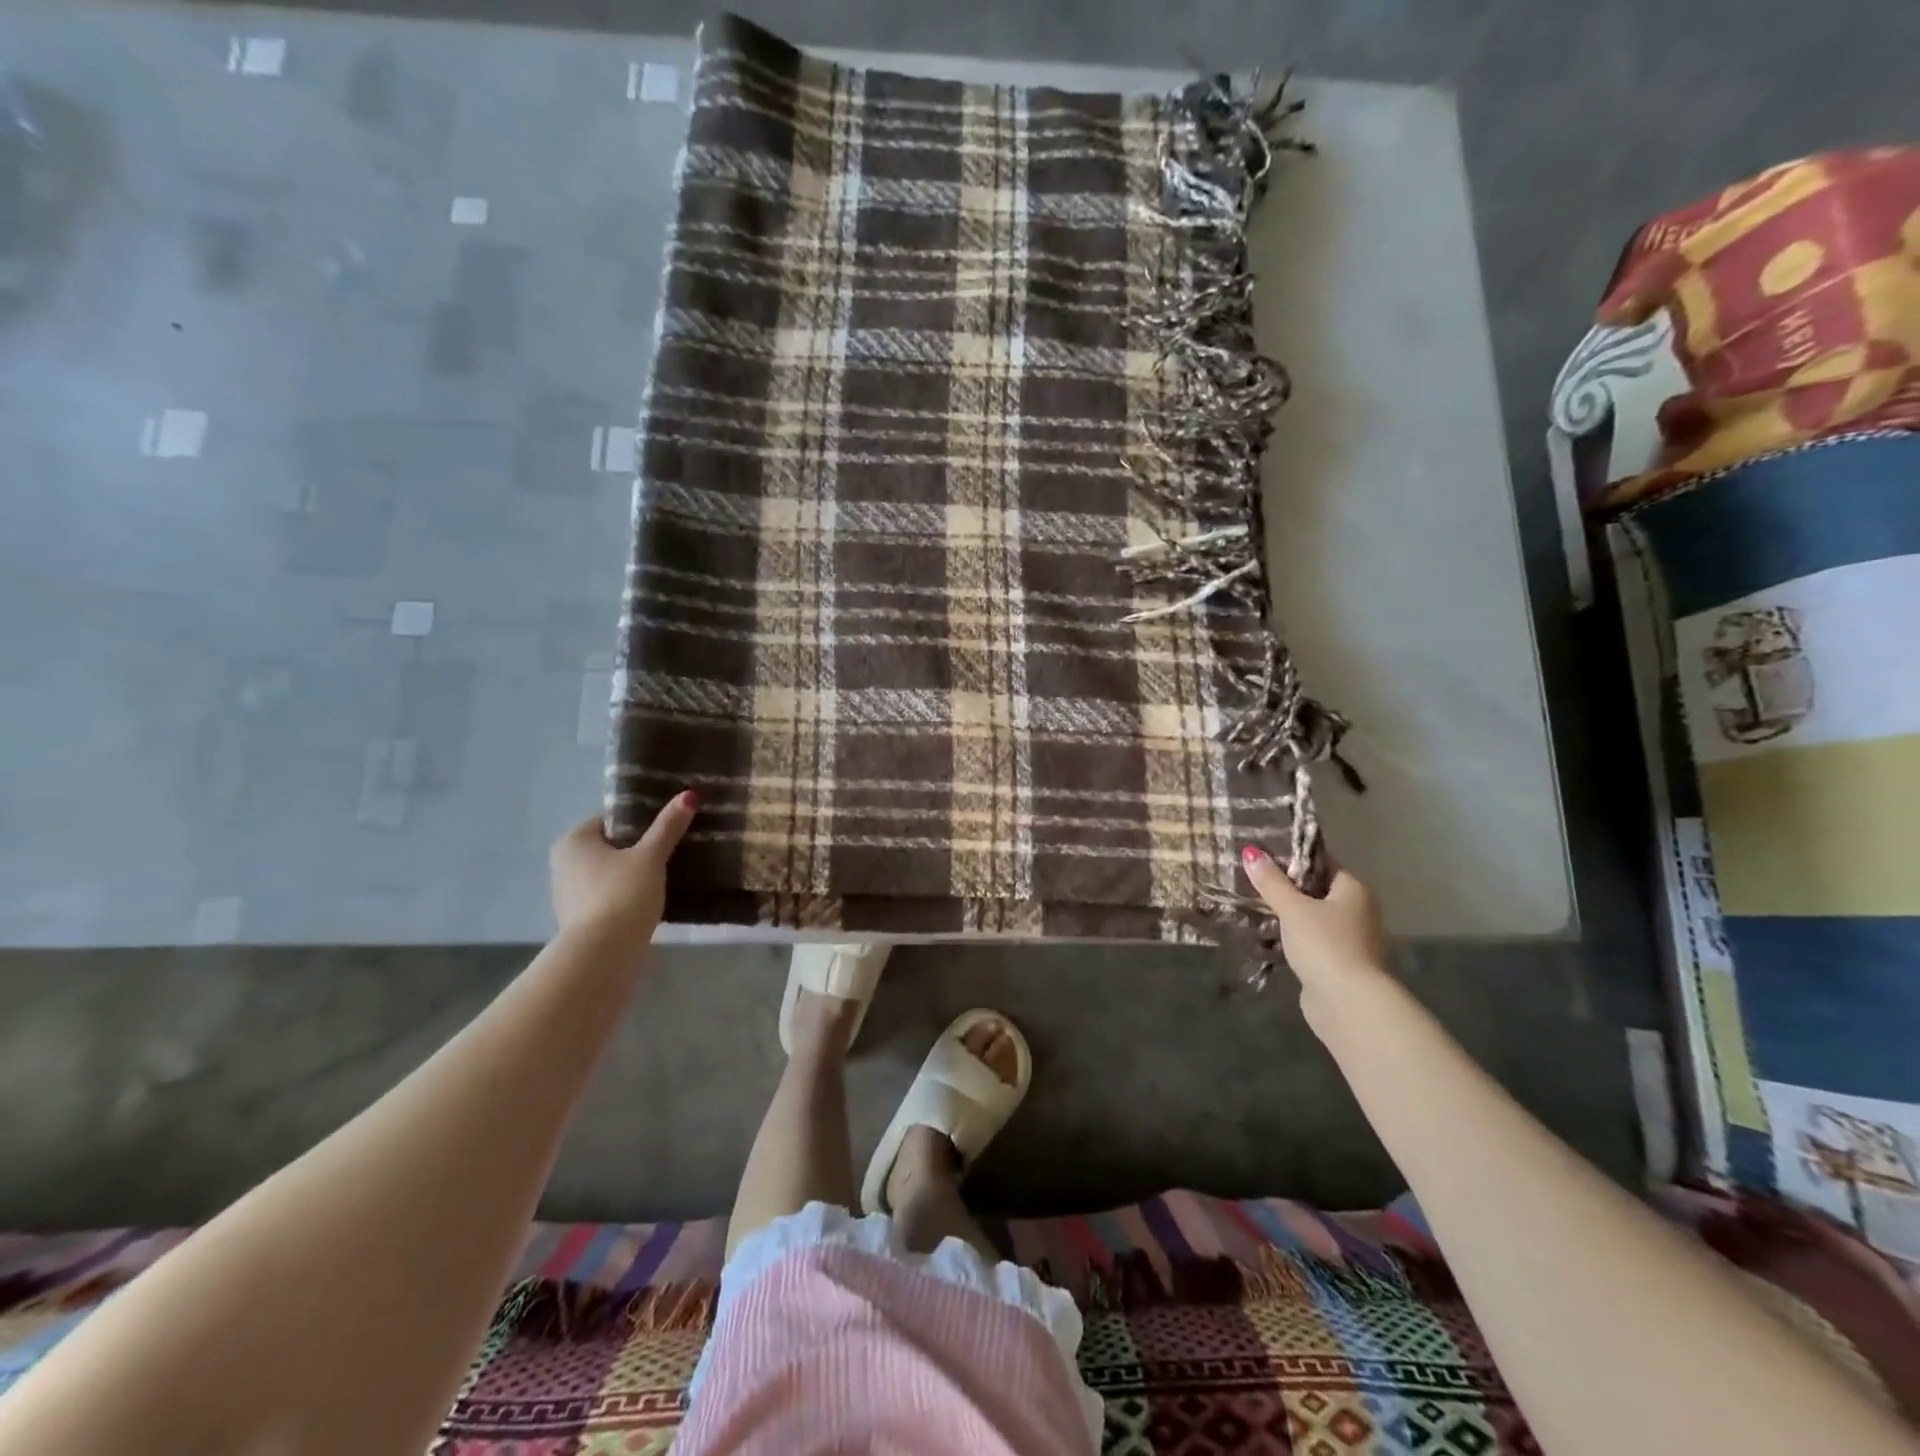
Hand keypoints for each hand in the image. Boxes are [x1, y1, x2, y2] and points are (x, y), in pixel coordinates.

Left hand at [550, 791, 697, 938]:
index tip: (668, 824)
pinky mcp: (581, 920)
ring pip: (611, 872)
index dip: (640, 819)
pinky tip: (652, 897)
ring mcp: (569, 894)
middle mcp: (564, 864)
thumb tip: (689, 795)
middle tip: (673, 846)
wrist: (604, 953)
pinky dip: (628, 894)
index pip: (610, 819)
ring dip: (634, 872)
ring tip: (669, 871)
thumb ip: (668, 827)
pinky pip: (610, 896)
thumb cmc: (623, 893)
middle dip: (639, 847)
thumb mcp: (650, 856)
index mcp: (574, 841)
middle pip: (610, 846)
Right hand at [1242, 845, 1393, 1036]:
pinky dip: (1295, 938)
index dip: (1293, 856)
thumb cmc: (1324, 944)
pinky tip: (1270, 936)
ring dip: (1290, 914)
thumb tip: (1250, 852)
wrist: (1348, 1003)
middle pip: (1318, 890)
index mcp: (1354, 889)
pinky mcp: (1341, 964)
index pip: (1322, 862)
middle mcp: (1359, 911)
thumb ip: (1271, 881)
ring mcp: (1352, 939)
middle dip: (1288, 887)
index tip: (1262, 854)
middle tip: (1253, 879)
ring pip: (1314, 917)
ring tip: (1255, 906)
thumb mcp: (1292, 908)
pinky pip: (1313, 941)